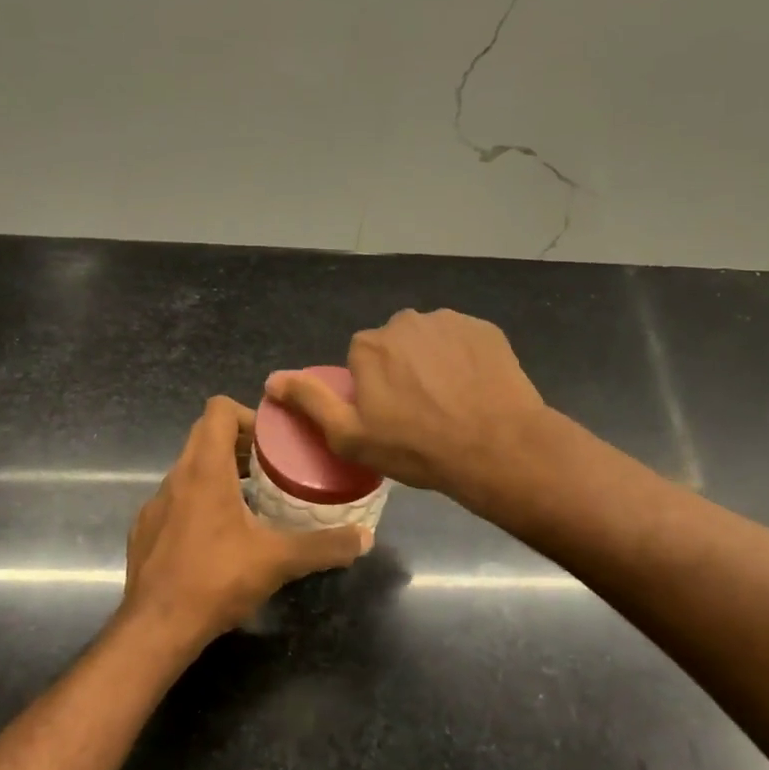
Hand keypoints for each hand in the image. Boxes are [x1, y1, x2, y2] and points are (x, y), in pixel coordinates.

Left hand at [120, 396, 371, 647]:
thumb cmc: (216, 580)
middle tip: (272, 468)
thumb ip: (324, 546)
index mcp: (205, 470)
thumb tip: (364, 538)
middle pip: (205, 435)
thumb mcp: (278, 561)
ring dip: (220, 474)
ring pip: (190, 469)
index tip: (274, 440)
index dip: (248, 415)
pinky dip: (199, 503)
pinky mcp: (145, 530)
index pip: (218, 410)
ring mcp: (156, 504)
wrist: (156, 628)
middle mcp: (176, 477)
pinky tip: (219, 538)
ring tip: (252, 501)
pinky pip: (176, 500)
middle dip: (240, 444)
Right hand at [265, 309, 546, 500]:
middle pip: (395, 345)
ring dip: (434, 362)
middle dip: (402, 370)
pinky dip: (465, 359)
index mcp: (370, 346)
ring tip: (451, 402)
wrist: (496, 447)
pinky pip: (464, 341)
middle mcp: (406, 322)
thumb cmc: (417, 448)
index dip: (372, 388)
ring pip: (430, 340)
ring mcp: (450, 322)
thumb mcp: (350, 436)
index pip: (361, 359)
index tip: (389, 416)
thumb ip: (310, 402)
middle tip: (420, 412)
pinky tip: (475, 389)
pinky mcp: (486, 329)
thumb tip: (272, 380)